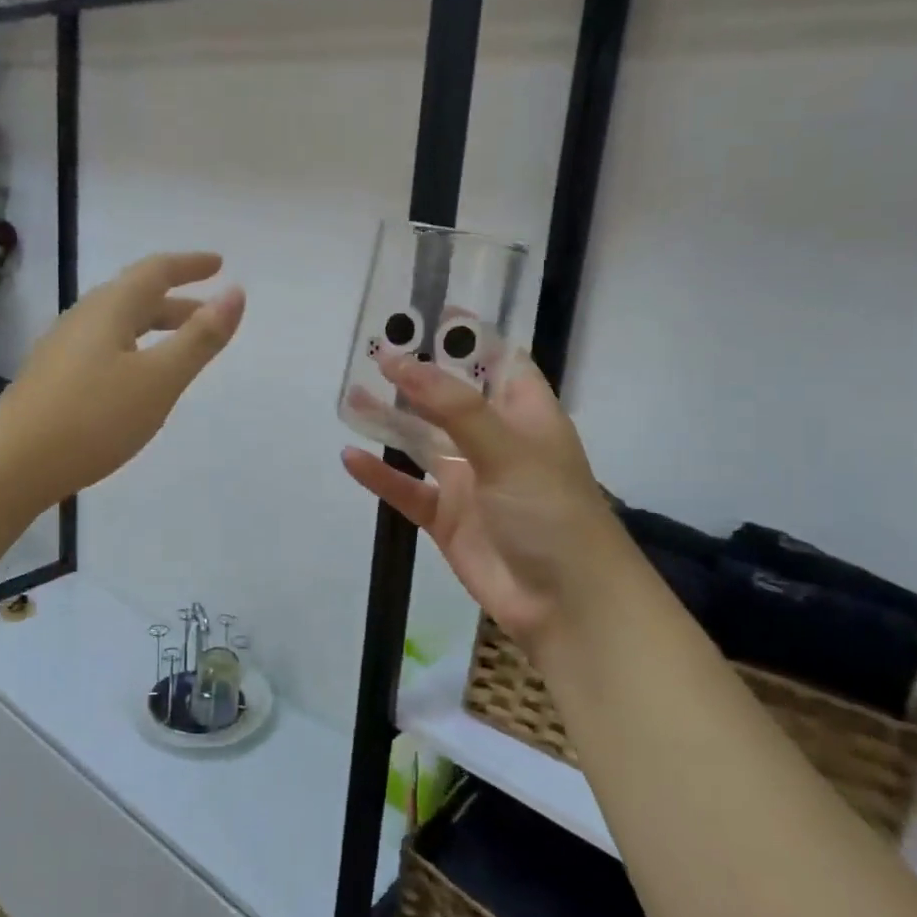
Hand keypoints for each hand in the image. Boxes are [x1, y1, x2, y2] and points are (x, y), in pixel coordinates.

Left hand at [0, 252, 244, 503]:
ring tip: (180, 345)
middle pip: (136, 296)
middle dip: (176, 301)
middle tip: (209, 312)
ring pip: (119, 324)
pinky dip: (134, 347)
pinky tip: (136, 377)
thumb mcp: (159, 379)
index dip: (190, 266)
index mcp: (110, 308)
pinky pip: (104, 346)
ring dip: (155, 326)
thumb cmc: (94, 418)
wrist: (13, 464)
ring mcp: (63, 347)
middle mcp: (84, 318)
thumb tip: (235, 293)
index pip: (156, 271)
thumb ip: (200, 338)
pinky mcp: (53, 376)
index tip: (218, 264)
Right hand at [341, 351, 613, 648]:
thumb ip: (454, 406)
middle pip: (448, 397)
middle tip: (373, 349)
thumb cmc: (551, 512)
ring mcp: (467, 479)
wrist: (566, 604)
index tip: (428, 312)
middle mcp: (493, 440)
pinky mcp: (444, 516)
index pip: (496, 360)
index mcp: (523, 414)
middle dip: (416, 375)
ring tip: (351, 395)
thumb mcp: (508, 449)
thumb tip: (402, 361)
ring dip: (389, 419)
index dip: (466, 336)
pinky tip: (350, 457)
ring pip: (420, 440)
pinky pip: (405, 488)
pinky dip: (379, 475)